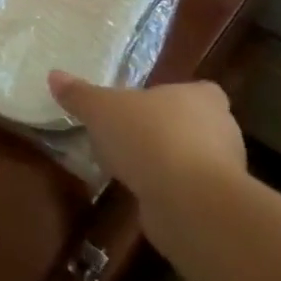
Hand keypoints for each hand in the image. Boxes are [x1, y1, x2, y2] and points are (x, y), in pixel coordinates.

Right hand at [48, 74, 246, 255]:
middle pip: (197, 125)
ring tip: (131, 165)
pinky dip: (169, 190)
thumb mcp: (101, 109)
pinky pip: (189, 190)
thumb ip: (79, 94)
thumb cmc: (148, 138)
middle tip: (133, 133)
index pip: (201, 91)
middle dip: (168, 130)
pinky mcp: (217, 205)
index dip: (178, 97)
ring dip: (168, 162)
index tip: (152, 105)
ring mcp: (225, 172)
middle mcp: (222, 130)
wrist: (188, 202)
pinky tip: (142, 192)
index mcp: (203, 98)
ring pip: (194, 159)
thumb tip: (54, 75)